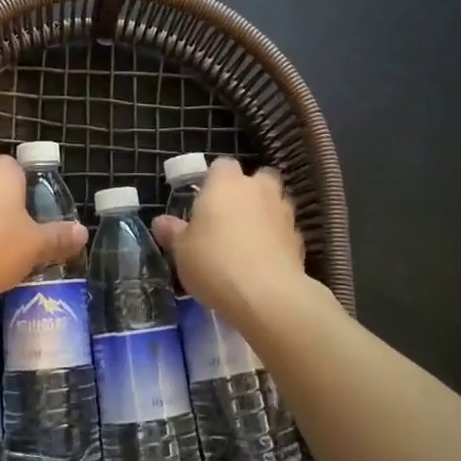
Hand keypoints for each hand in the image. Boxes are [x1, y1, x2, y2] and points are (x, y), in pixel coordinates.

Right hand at [152, 158, 303, 319]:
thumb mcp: (182, 251)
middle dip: (247, 191)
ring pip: (275, 202)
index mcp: (225, 183)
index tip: (204, 201)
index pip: (222, 165)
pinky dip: (277, 239)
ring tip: (248, 240)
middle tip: (230, 216)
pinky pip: (284, 231)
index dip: (214, 180)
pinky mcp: (299, 239)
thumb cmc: (215, 263)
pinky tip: (265, 261)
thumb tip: (160, 222)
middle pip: (257, 178)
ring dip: (265, 214)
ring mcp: (283, 212)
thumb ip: (173, 233)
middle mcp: (257, 189)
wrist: (267, 296)